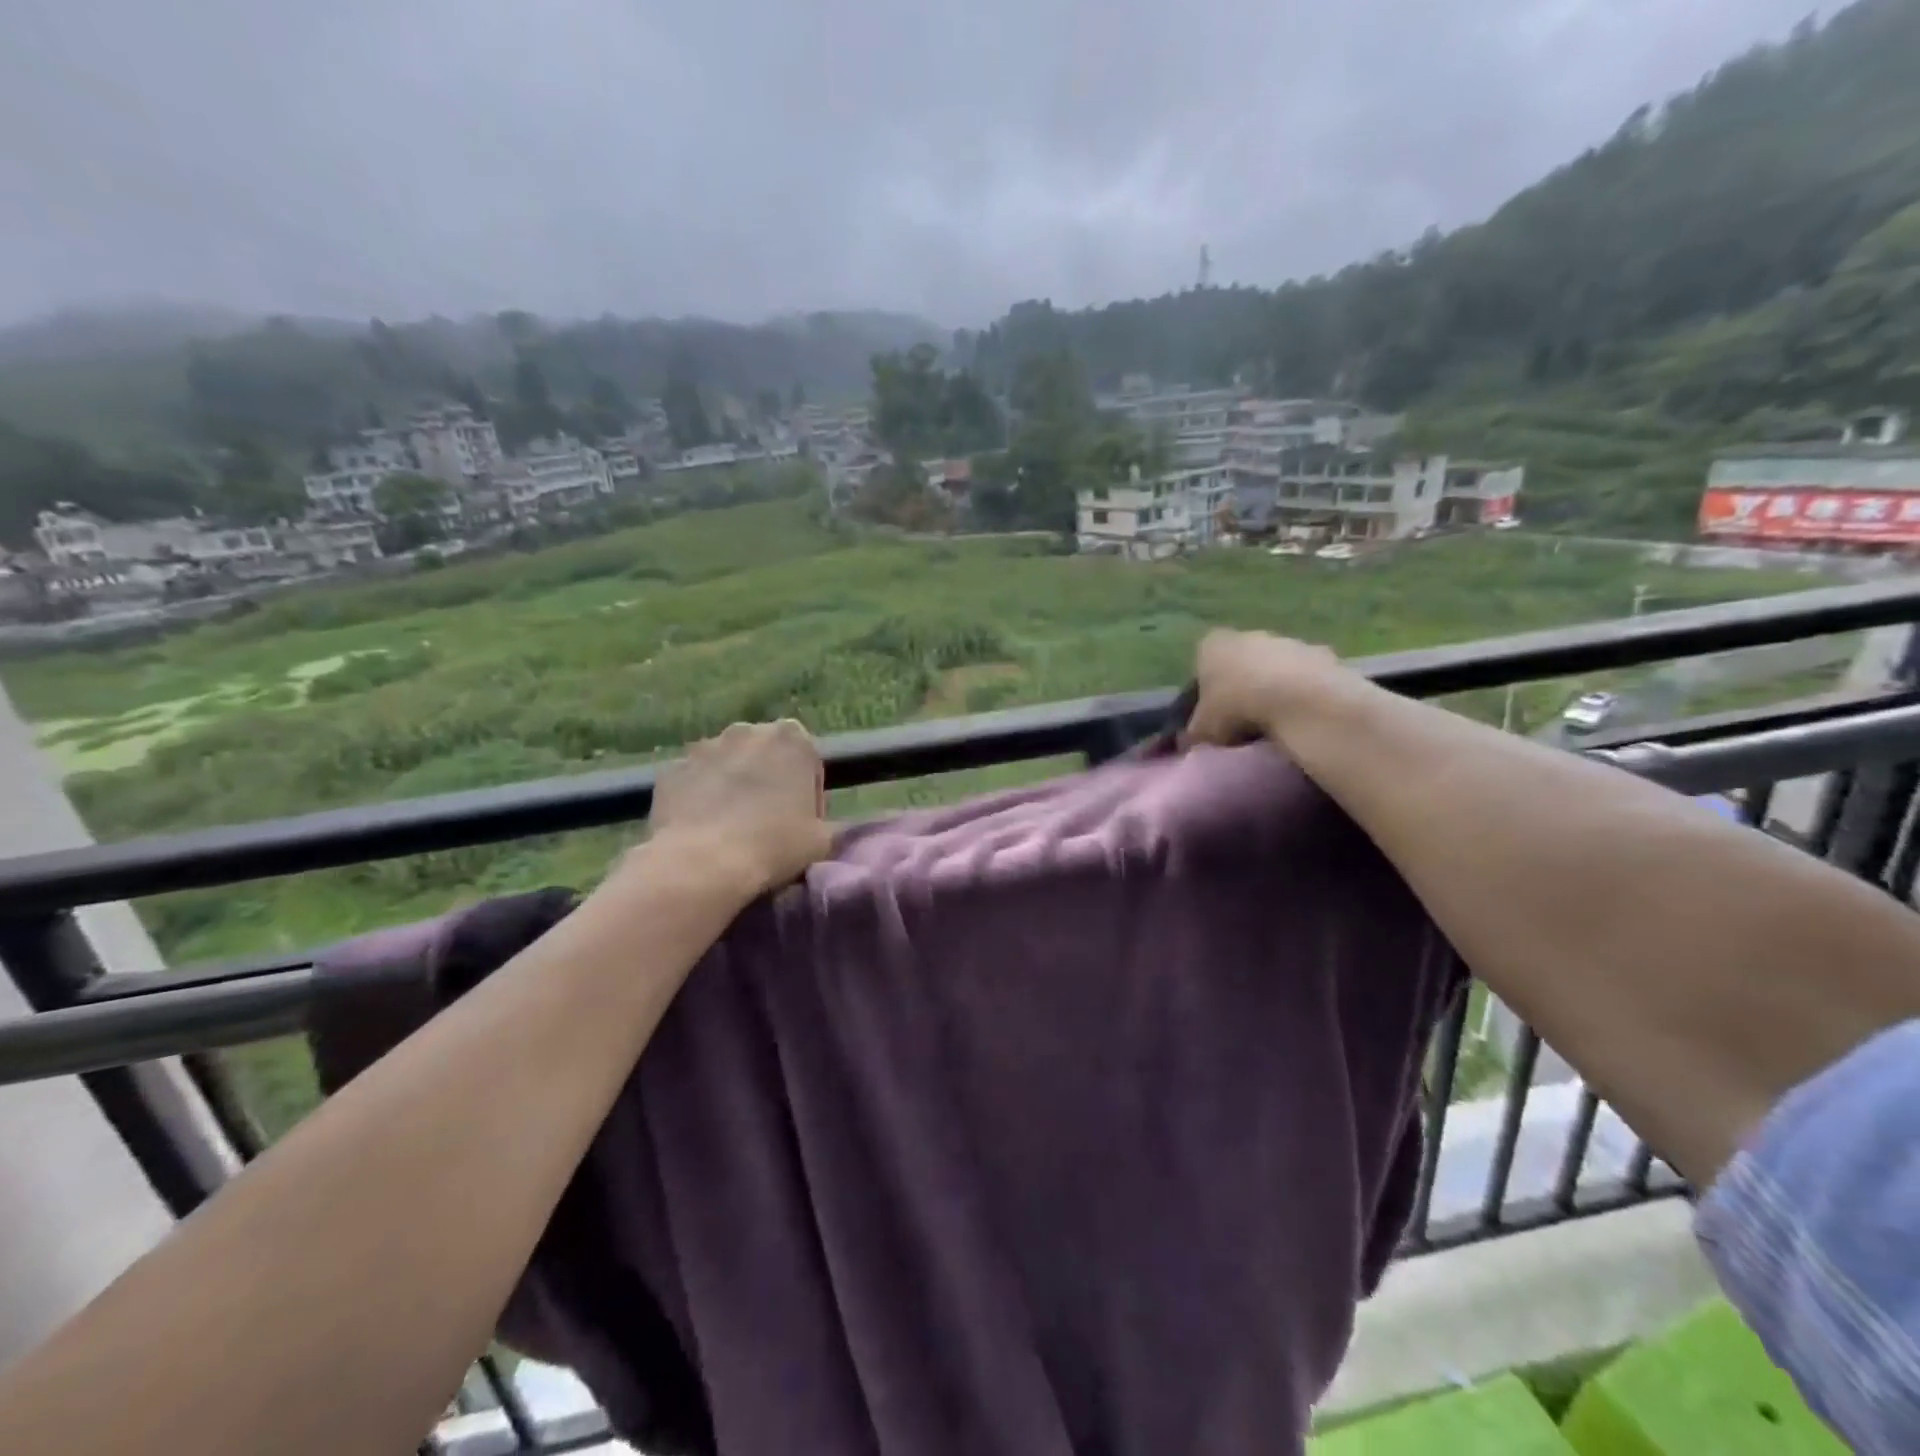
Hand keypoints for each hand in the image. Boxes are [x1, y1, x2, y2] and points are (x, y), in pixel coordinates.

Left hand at [648, 720, 833, 897]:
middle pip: (765, 756)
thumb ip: (829, 823)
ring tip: (733, 829)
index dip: (809, 794)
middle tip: (769, 823)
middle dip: (768, 781)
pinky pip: (694, 781)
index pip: (808, 761)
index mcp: (792, 738)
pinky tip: (704, 831)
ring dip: (733, 787)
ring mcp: (704, 747)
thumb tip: (823, 826)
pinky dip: (700, 798)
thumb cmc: (774, 844)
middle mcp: (747, 731)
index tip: (804, 823)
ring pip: (727, 765)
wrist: (703, 863)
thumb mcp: (823, 840)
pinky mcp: (671, 769)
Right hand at [1185, 630, 1356, 747]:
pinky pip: (1307, 676)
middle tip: (1244, 719)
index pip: (1202, 662)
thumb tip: (1191, 741)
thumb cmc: (1236, 708)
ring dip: (1275, 687)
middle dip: (1242, 684)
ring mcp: (1289, 641)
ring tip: (1276, 722)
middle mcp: (1249, 634)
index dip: (1206, 688)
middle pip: (1241, 660)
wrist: (1299, 701)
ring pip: (1276, 666)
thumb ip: (1194, 732)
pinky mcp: (1323, 654)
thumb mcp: (1202, 730)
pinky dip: (1303, 692)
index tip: (1212, 713)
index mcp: (1213, 644)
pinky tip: (1303, 716)